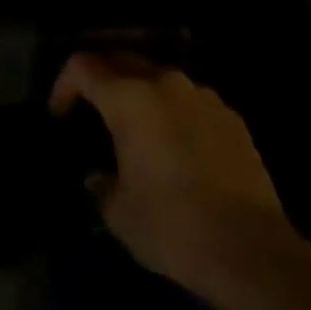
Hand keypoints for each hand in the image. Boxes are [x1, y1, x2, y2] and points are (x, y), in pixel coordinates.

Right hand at [51, 53, 286, 301]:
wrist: (250, 249)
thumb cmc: (171, 226)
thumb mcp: (119, 213)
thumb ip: (102, 186)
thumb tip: (100, 178)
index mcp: (129, 100)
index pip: (83, 66)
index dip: (64, 84)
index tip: (60, 114)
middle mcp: (165, 85)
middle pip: (122, 60)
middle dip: (102, 79)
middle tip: (92, 111)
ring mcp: (204, 98)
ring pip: (161, 79)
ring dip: (141, 94)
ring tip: (137, 130)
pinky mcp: (233, 118)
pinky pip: (192, 102)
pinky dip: (175, 113)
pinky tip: (177, 148)